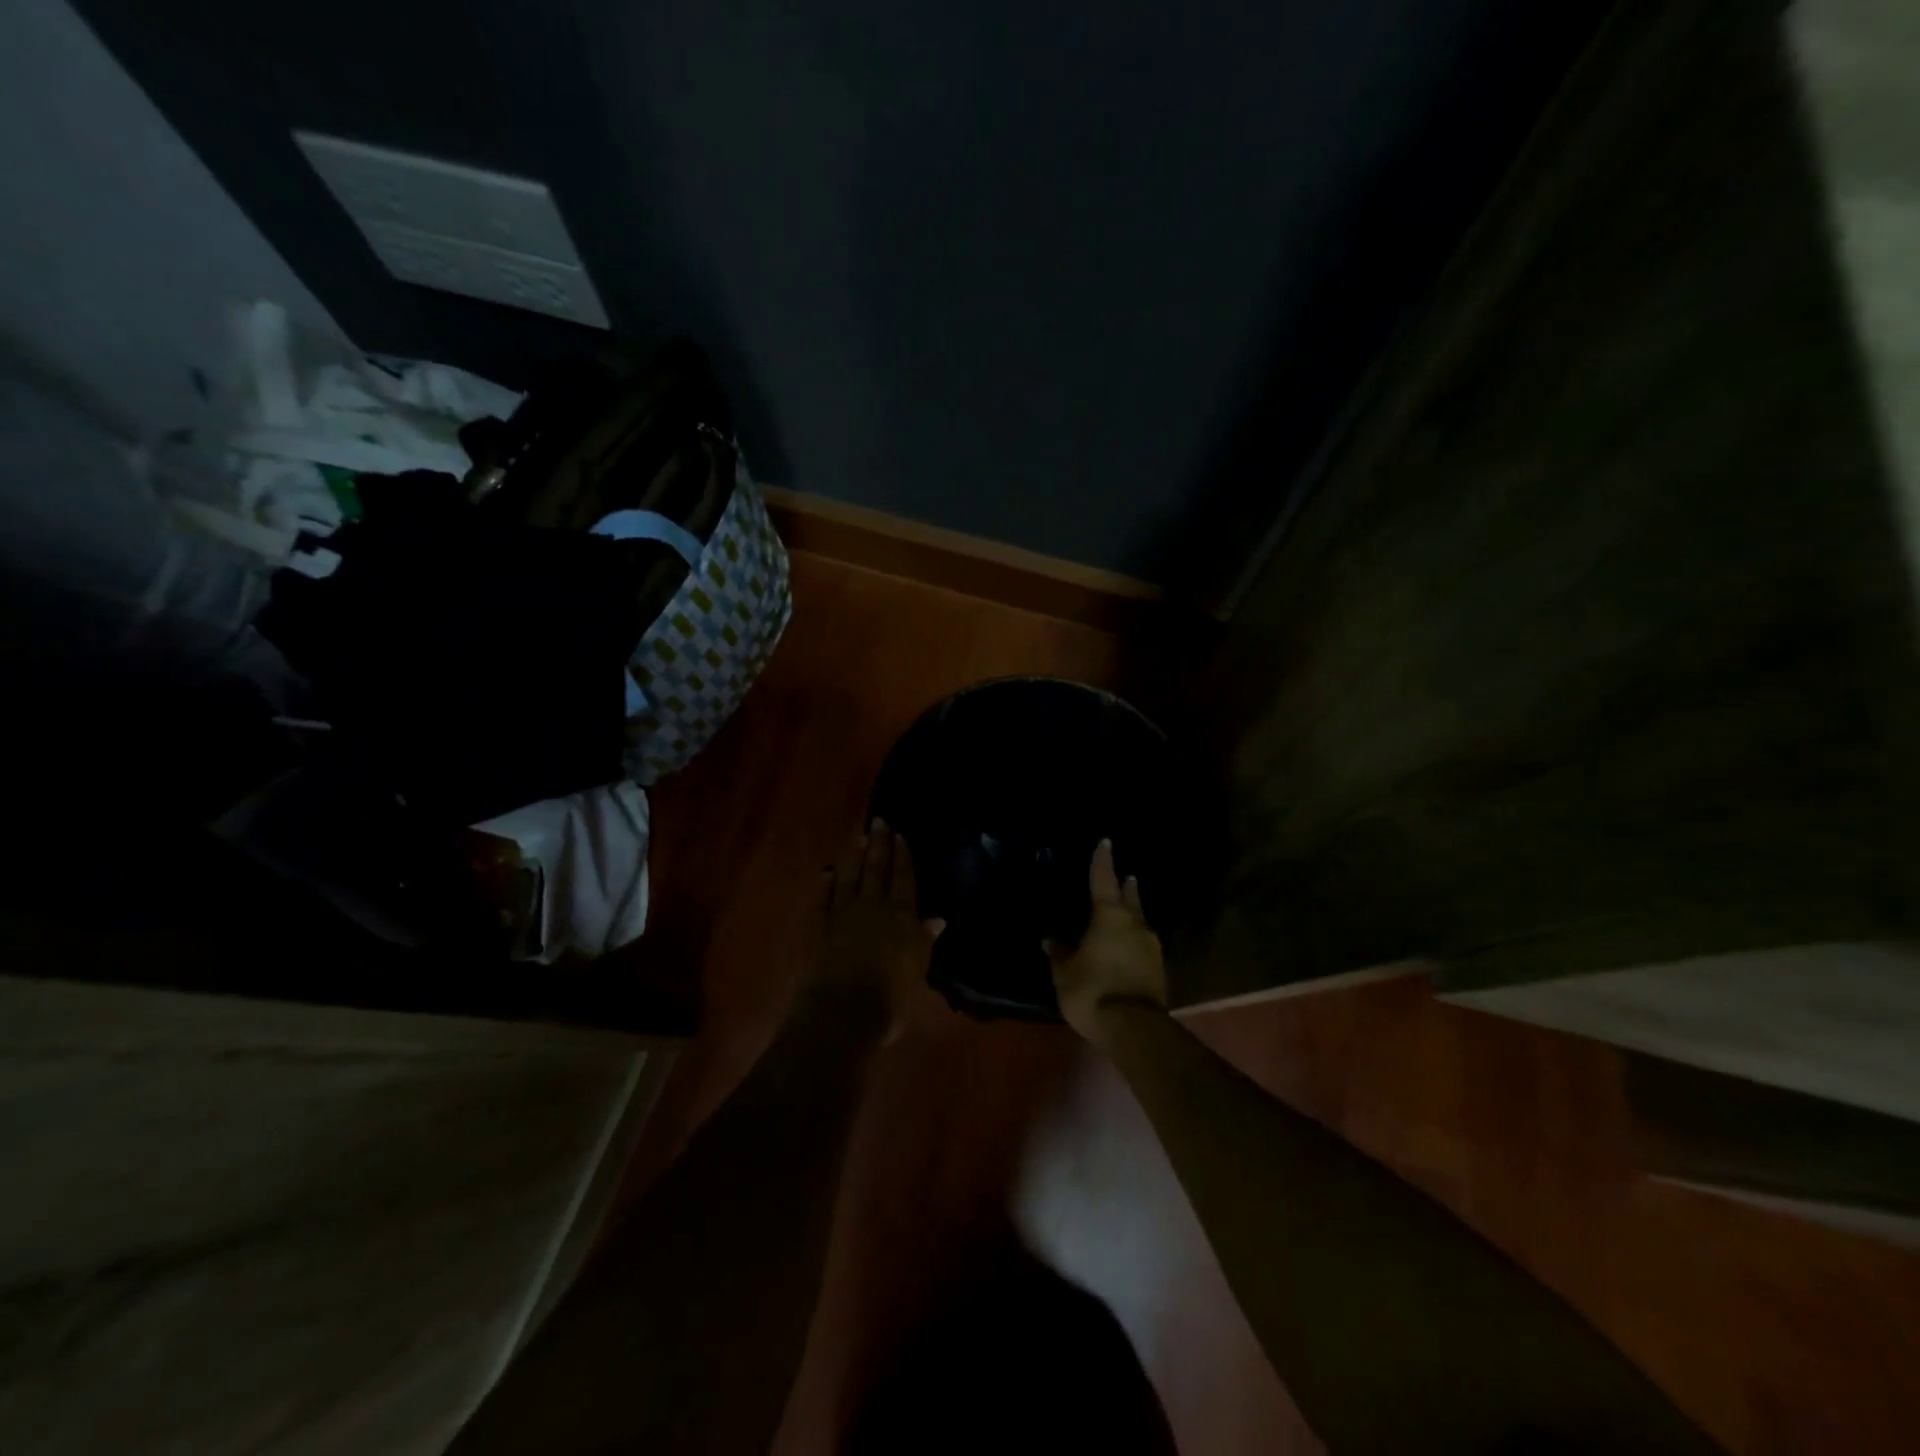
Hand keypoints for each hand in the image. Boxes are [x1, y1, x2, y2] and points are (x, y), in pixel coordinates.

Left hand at [811, 820, 944, 1040]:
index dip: (903, 857)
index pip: (904, 879)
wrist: (844, 1011)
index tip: (901, 835)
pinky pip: (825, 900)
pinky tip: (827, 873)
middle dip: (879, 845)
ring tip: (857, 837)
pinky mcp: (823, 929)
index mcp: (901, 916)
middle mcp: (873, 908)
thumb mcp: (917, 969)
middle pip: (877, 870)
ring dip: (854, 857)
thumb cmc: (891, 996)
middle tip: (879, 821)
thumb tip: (937, 920)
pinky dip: (827, 885)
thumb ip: (924, 941)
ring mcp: (845, 916)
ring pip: (851, 878)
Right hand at [1046, 839, 1166, 1044]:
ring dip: (1134, 914)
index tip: (1106, 842)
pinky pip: (1143, 946)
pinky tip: (1129, 946)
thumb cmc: (1093, 990)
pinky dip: (1135, 940)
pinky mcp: (1159, 970)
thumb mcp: (1065, 972)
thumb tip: (1051, 938)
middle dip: (1127, 887)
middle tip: (1128, 877)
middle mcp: (1135, 924)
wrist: (1134, 1029)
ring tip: (1128, 910)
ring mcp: (1151, 947)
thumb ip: (1059, 953)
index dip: (1103, 861)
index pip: (1104, 880)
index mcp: (1109, 916)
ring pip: (1140, 922)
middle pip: (1130, 899)